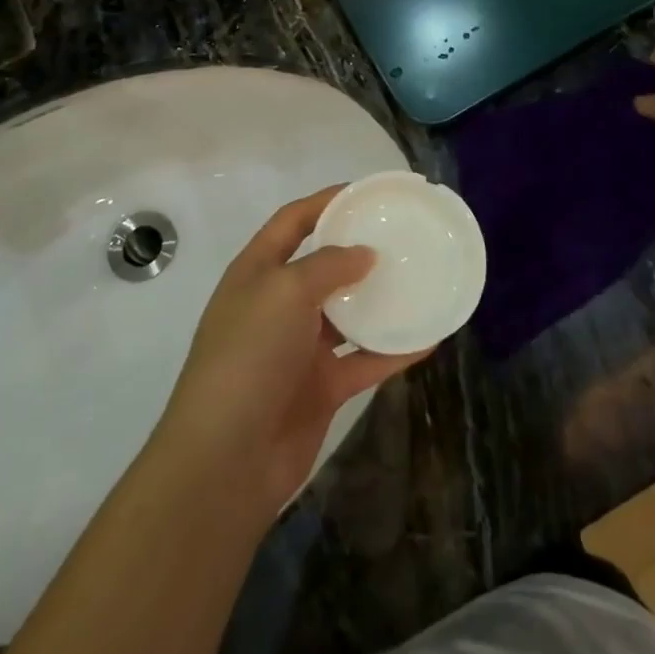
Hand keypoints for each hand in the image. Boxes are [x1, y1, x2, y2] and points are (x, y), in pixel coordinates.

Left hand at [156, 186, 428, 520]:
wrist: (225, 461)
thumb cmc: (249, 357)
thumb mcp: (285, 292)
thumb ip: (328, 265)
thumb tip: (364, 255)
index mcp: (257, 273)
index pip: (292, 221)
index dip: (326, 201)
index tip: (369, 192)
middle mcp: (277, 306)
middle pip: (323, 265)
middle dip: (359, 250)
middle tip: (403, 236)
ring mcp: (299, 349)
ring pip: (347, 314)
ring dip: (379, 299)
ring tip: (420, 278)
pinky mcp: (320, 387)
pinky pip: (364, 360)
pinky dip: (393, 349)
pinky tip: (428, 337)